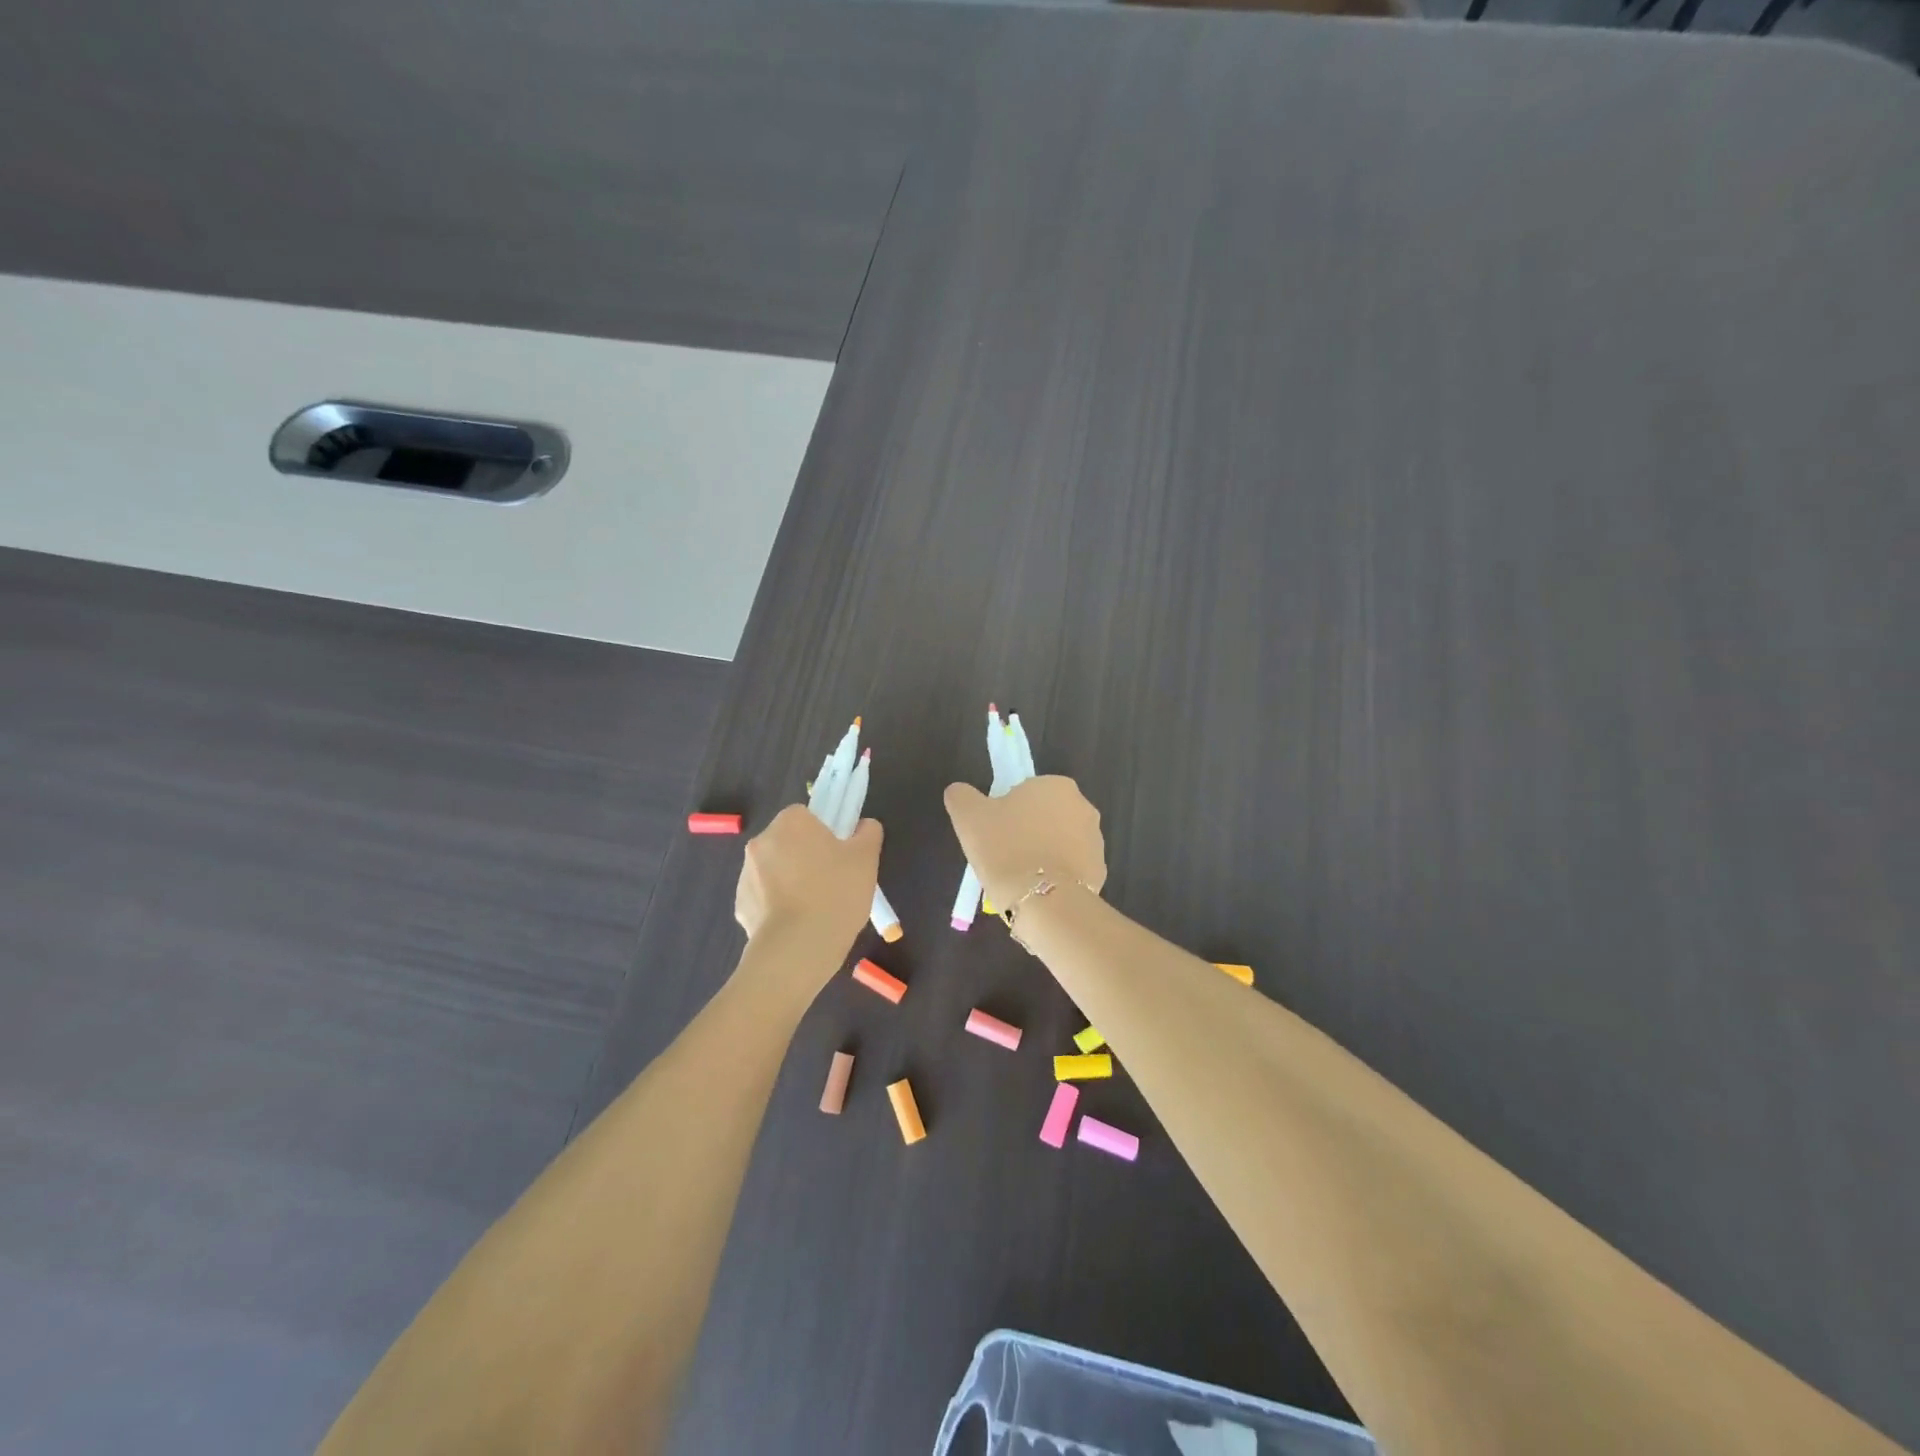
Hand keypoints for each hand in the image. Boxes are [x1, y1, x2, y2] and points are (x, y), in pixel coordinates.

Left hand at [734, 805, 882, 958]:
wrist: (798, 949)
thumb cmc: (836, 894)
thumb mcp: (866, 859)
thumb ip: (868, 833)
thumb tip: (864, 826)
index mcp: (791, 822)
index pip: (806, 815)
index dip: (825, 833)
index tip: (840, 855)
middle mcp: (761, 841)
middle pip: (788, 841)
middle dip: (805, 856)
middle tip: (832, 881)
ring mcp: (745, 874)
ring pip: (775, 870)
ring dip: (790, 881)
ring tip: (817, 908)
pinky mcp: (741, 905)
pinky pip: (764, 898)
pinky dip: (778, 906)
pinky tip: (799, 924)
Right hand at [943, 776, 1106, 909]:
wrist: (1043, 901)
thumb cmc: (1005, 849)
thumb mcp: (968, 817)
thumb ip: (962, 796)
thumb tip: (959, 791)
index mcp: (1056, 786)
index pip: (1027, 792)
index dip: (1008, 812)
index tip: (996, 833)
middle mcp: (1083, 807)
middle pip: (1047, 816)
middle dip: (1029, 832)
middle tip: (1004, 855)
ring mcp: (1095, 840)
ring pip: (1060, 842)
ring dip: (1044, 853)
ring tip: (1020, 877)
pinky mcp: (1100, 871)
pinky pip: (1071, 869)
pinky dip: (1056, 876)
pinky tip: (1038, 891)